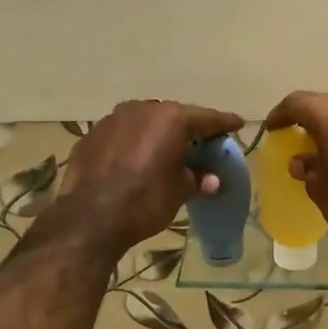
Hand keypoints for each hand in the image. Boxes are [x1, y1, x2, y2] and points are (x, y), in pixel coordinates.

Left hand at [53, 99, 245, 254]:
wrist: (90, 218)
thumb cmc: (145, 201)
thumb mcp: (179, 191)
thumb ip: (196, 179)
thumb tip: (211, 180)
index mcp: (170, 119)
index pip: (206, 118)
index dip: (224, 123)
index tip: (237, 124)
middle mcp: (141, 110)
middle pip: (172, 116)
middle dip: (187, 128)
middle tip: (200, 141)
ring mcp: (112, 120)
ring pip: (143, 122)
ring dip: (155, 134)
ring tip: (164, 150)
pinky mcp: (91, 135)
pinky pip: (120, 135)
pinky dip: (131, 144)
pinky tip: (133, 161)